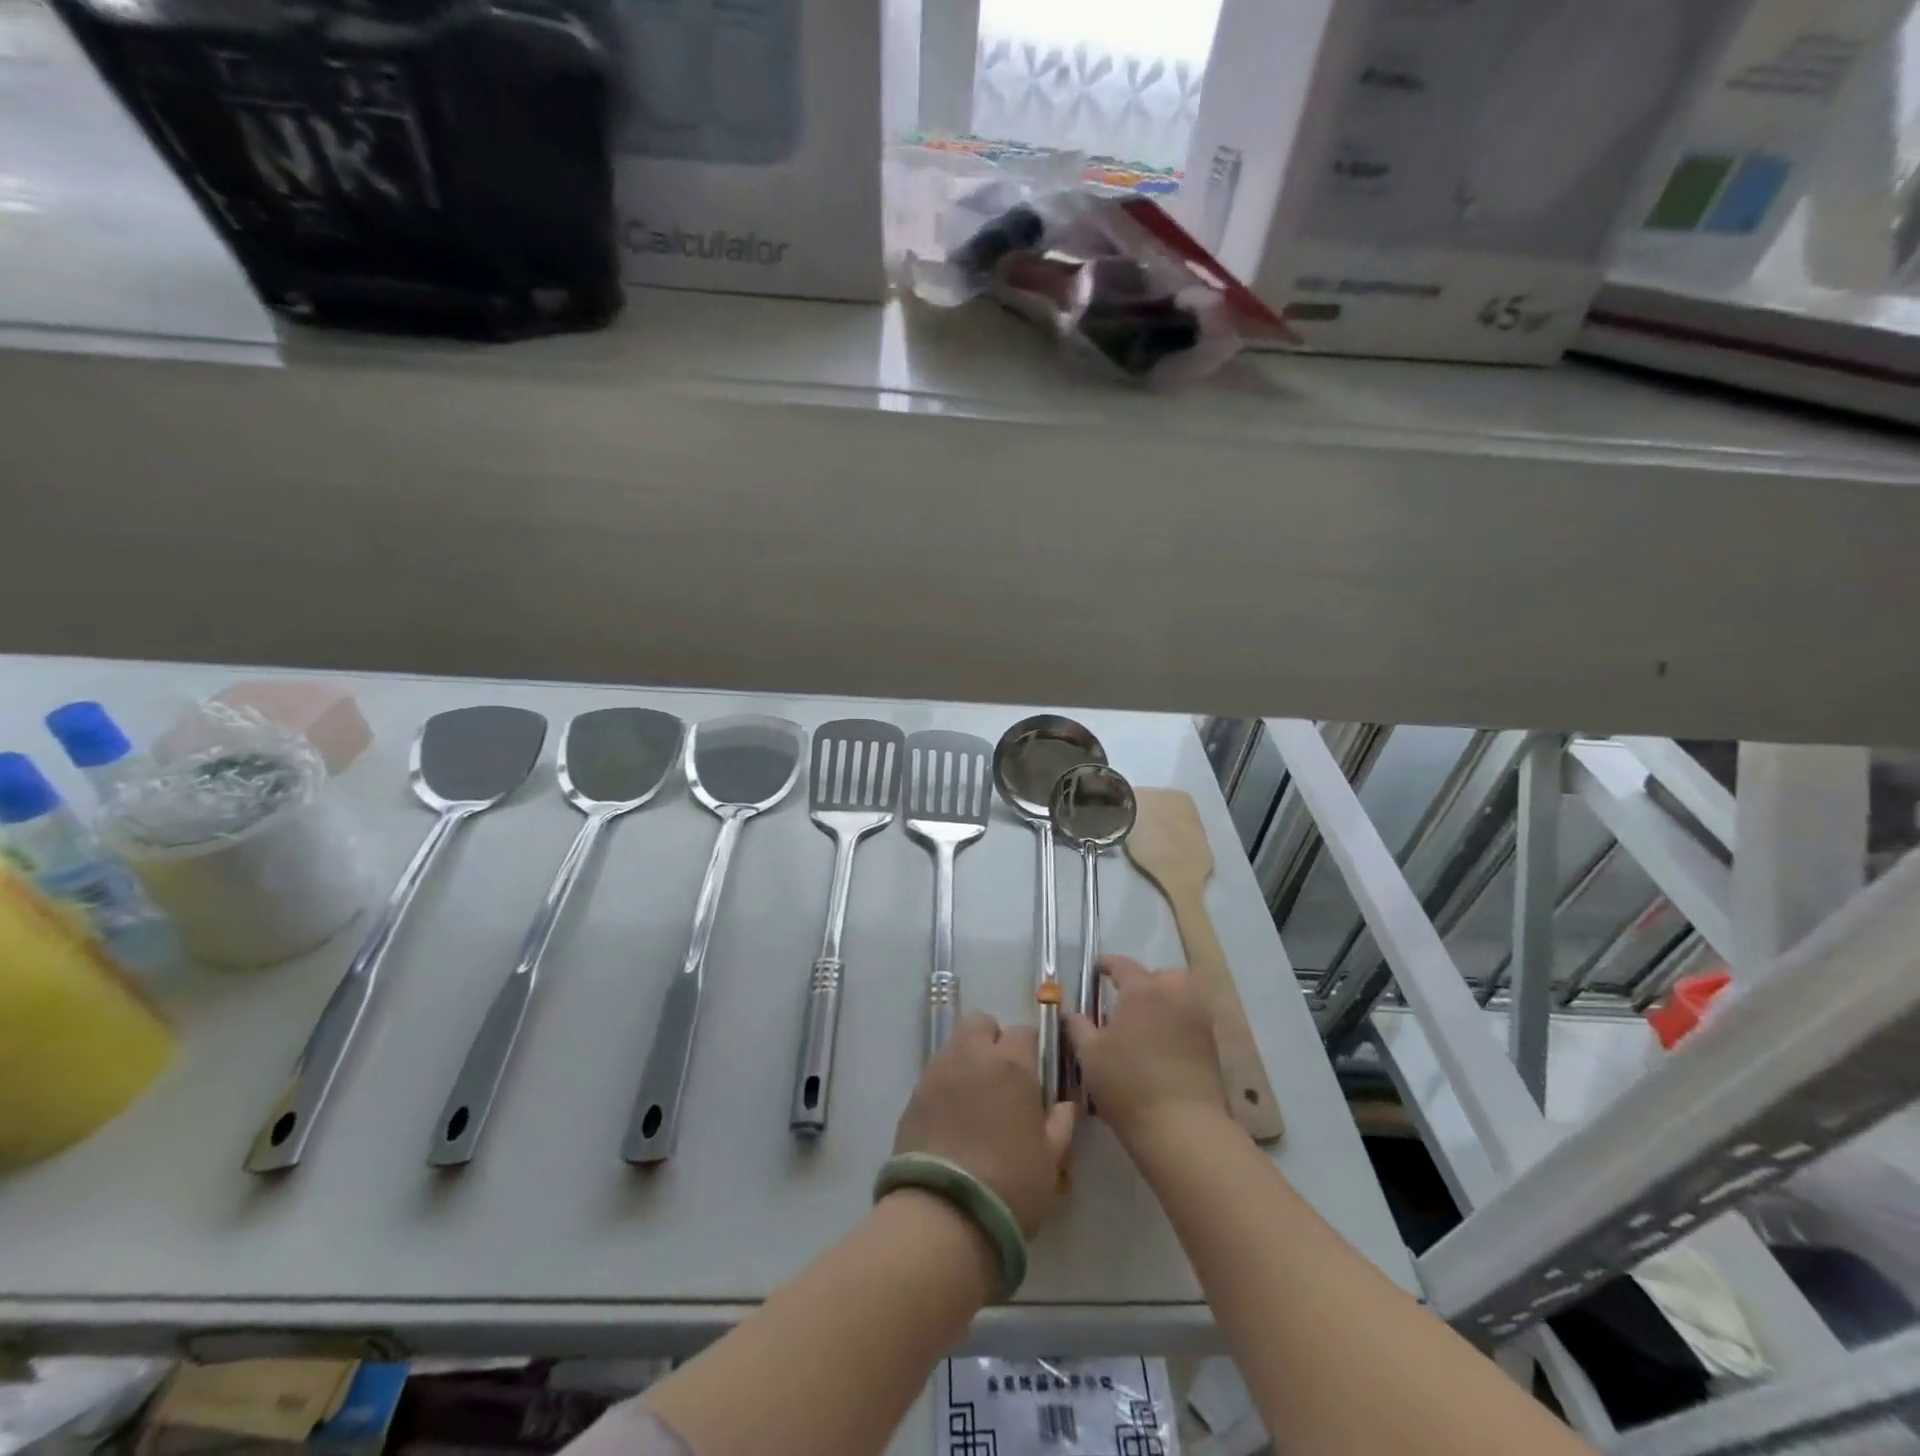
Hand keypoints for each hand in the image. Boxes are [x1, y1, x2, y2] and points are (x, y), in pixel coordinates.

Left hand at [892, 1012, 1075, 1234]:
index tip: (1034, 1073)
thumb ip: (1060, 1125)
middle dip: (992, 1039)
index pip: (1024, 1032)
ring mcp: (939, 1071)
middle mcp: (973, 1056)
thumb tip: (1065, 1106)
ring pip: (955, 1044)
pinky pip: (935, 1073)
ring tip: (975, 1097)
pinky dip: (946, 1084)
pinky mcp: (914, 1094)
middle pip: (981, 1023)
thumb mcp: (1050, 1161)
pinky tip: (952, 1116)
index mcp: (1012, 1065)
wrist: (945, 1213)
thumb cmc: (1010, 1185)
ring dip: (967, 1059)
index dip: (1030, 1049)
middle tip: (1000, 1075)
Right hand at [1067, 956, 1230, 1147]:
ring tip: (1148, 1021)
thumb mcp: (1090, 1055)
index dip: (1108, 964)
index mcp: (1142, 990)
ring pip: (1184, 995)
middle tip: (1128, 999)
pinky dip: (1178, 1023)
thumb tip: (1073, 1014)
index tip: (1097, 968)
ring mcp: (1198, 1020)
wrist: (1183, 1128)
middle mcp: (1174, 996)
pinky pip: (1192, 1020)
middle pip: (1163, 975)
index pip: (1123, 965)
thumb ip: (1079, 1027)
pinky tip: (1162, 1044)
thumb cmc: (1128, 1084)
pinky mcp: (1212, 1047)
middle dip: (1147, 980)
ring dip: (1167, 1000)